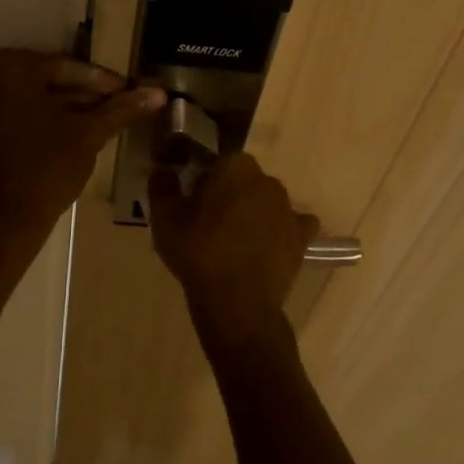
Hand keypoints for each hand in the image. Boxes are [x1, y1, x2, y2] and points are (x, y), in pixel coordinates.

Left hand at [0, 49, 164, 236]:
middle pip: (51, 80)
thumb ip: (122, 109)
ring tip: (106, 120)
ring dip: (70, 107)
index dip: (105, 83)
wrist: (5, 220)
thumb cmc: (47, 167)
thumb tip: (159, 92)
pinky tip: (78, 131)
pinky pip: (21, 112)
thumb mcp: (89, 134)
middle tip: (122, 105)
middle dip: (87, 95)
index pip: (70, 69)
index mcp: (13, 67)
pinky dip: (47, 119)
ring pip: (37, 98)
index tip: (132, 92)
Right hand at [147, 153, 318, 355]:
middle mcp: (267, 180)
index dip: (205, 179)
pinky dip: (280, 232)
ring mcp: (288, 209)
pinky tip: (266, 248)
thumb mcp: (164, 218)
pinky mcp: (301, 238)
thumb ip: (162, 186)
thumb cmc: (198, 252)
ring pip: (266, 202)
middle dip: (230, 193)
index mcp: (236, 167)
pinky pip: (292, 226)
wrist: (237, 302)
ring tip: (233, 242)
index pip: (219, 161)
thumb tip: (162, 170)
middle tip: (209, 222)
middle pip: (245, 180)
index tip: (192, 200)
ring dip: (253, 212)